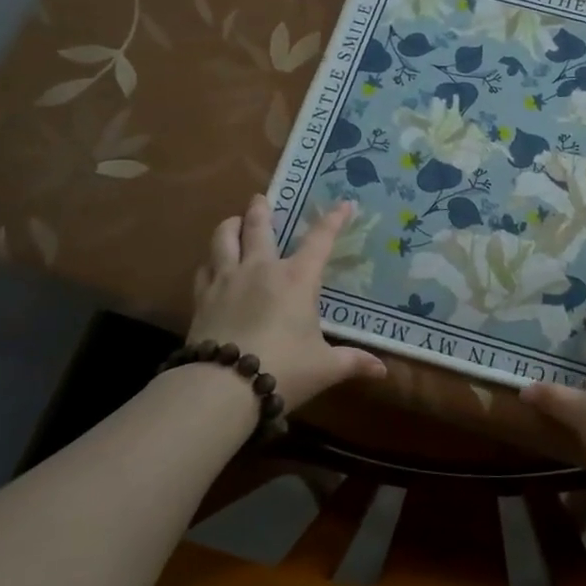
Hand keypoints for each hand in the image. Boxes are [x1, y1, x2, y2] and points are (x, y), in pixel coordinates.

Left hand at [188, 195, 387, 411]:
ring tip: (232, 222)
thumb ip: (352, 362)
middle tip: (260, 198)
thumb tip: (382, 371)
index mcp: (297, 279)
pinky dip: (211, 261)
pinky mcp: (202, 298)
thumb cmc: (284, 370)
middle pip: (257, 227)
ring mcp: (227, 280)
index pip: (319, 240)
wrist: (223, 386)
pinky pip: (205, 269)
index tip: (344, 204)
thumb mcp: (324, 367)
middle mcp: (261, 269)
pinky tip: (212, 265)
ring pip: (223, 240)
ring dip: (229, 226)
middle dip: (261, 209)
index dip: (333, 220)